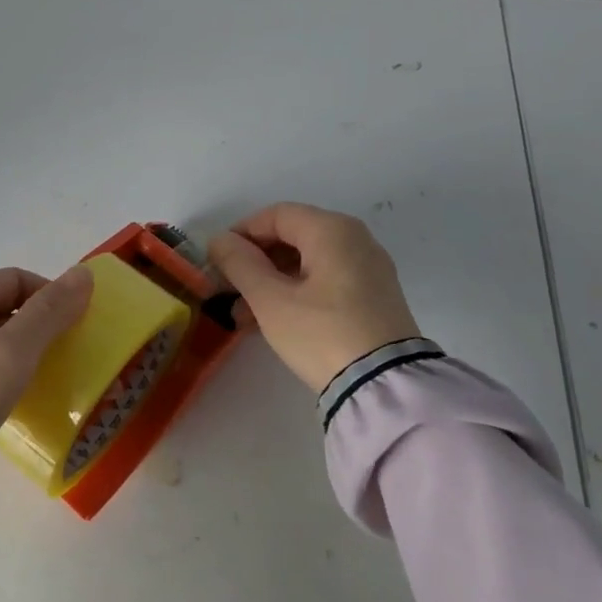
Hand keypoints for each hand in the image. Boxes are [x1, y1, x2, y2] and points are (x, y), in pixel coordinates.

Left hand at [0, 266, 93, 502]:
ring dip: (21, 352)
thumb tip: (83, 274)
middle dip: (38, 325)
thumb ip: (46, 315)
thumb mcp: (7, 358)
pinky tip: (10, 402)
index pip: (15, 279)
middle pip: (1, 307)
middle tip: (67, 356)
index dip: (51, 295)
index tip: (76, 328)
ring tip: (45, 381)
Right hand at [208, 203, 420, 391]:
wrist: (384, 386)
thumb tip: (219, 240)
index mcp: (332, 230)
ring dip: (271, 282)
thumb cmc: (321, 333)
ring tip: (243, 317)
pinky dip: (296, 293)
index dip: (241, 233)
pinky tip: (273, 322)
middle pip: (292, 237)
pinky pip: (326, 281)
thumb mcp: (270, 300)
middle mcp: (355, 240)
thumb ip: (240, 264)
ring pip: (307, 262)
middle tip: (227, 290)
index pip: (276, 215)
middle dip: (255, 262)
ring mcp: (369, 269)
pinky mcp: (374, 297)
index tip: (217, 261)